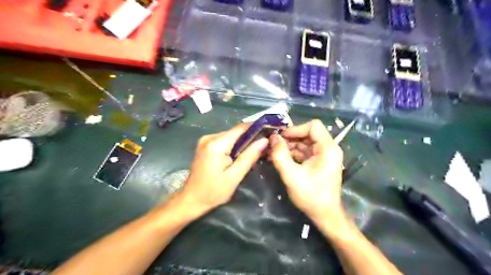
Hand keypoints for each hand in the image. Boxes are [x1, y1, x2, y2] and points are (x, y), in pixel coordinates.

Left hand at [182, 124, 269, 212]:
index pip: (240, 128)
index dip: (255, 129)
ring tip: (253, 156)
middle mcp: (209, 138)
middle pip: (236, 132)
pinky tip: (239, 158)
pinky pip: (224, 141)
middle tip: (263, 150)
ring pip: (231, 137)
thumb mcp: (234, 176)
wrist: (191, 200)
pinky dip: (234, 147)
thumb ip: (249, 157)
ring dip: (242, 144)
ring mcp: (206, 141)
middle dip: (250, 139)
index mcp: (216, 144)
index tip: (268, 133)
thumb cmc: (213, 192)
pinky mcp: (206, 146)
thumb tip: (264, 141)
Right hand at [268, 121, 344, 222]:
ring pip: (304, 143)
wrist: (324, 215)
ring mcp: (323, 156)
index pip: (313, 126)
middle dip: (289, 139)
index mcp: (328, 149)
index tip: (281, 138)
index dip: (296, 129)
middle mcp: (328, 149)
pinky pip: (303, 152)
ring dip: (288, 146)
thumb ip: (280, 155)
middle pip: (307, 134)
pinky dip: (291, 154)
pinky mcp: (317, 162)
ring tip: (272, 153)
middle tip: (272, 145)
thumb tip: (272, 138)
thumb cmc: (311, 196)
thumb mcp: (292, 175)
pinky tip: (279, 158)